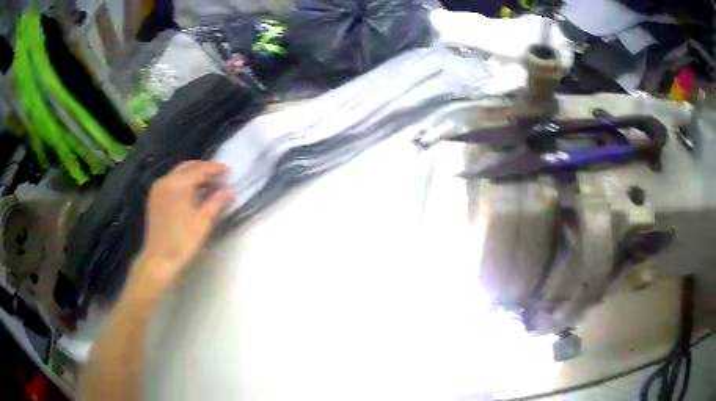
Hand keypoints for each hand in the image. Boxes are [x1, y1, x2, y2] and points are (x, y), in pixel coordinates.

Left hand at [139, 161, 233, 282]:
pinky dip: (182, 180)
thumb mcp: (204, 222)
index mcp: (179, 185)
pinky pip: (170, 181)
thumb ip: (217, 202)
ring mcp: (158, 189)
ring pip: (178, 172)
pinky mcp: (154, 197)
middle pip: (188, 167)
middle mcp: (166, 181)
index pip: (200, 170)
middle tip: (218, 173)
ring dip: (193, 173)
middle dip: (204, 167)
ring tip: (207, 182)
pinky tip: (190, 190)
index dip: (215, 169)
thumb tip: (230, 190)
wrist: (159, 259)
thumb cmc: (183, 242)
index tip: (228, 170)